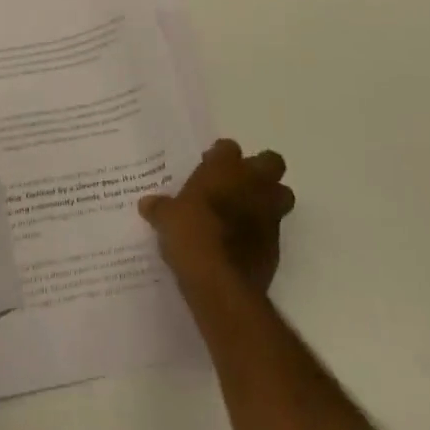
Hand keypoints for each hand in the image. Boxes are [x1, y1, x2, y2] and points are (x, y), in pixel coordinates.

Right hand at [140, 139, 293, 295]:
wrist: (220, 282)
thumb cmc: (191, 235)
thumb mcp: (166, 219)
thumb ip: (160, 208)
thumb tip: (147, 204)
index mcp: (224, 168)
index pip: (228, 147)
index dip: (220, 156)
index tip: (208, 167)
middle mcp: (252, 184)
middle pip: (271, 162)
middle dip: (261, 170)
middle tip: (239, 183)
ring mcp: (269, 214)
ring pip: (282, 195)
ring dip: (270, 199)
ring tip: (246, 211)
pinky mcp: (276, 246)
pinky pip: (274, 230)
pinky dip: (263, 232)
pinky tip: (243, 243)